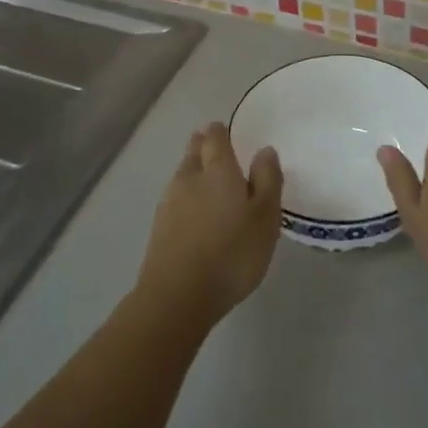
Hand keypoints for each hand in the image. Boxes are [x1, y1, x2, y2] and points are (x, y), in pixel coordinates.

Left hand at [136, 123, 283, 323]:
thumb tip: (264, 150)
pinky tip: (195, 212)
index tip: (227, 131)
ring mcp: (169, 202)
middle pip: (194, 152)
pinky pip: (175, 199)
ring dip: (194, 170)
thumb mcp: (266, 218)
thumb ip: (268, 180)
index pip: (215, 137)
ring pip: (182, 174)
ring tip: (209, 179)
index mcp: (218, 171)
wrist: (178, 296)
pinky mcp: (159, 227)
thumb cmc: (232, 254)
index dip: (220, 131)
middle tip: (217, 149)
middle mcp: (189, 178)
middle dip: (203, 146)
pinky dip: (186, 197)